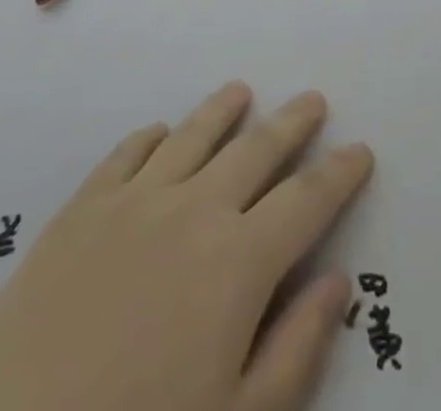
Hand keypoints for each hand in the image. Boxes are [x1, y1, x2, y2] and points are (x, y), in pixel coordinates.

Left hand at [0, 82, 372, 410]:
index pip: (307, 200)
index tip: (360, 150)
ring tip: (242, 90)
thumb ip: (295, 349)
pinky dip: (152, 136)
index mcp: (238, 263)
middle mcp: (193, 210)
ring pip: (193, 135)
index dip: (339, 174)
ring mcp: (133, 202)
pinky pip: (127, 153)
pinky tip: (161, 132)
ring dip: (223, 109)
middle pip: (256, 150)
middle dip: (292, 123)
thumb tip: (337, 280)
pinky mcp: (80, 210)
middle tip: (313, 100)